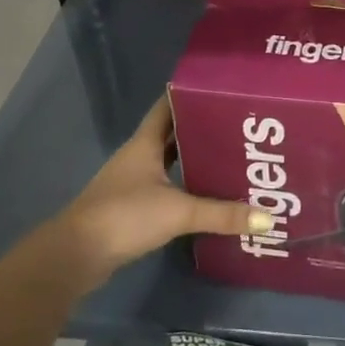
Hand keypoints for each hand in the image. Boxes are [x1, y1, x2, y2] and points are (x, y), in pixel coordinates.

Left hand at [50, 96, 268, 288]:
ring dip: (194, 158)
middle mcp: (139, 155)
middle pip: (173, 133)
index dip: (192, 95)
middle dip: (202, 128)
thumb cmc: (124, 216)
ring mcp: (133, 181)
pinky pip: (165, 186)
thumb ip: (222, 214)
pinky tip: (206, 192)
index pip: (169, 106)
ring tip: (230, 157)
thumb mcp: (178, 211)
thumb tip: (268, 218)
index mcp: (145, 142)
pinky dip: (185, 185)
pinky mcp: (132, 206)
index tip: (222, 89)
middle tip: (239, 125)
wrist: (76, 256)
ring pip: (169, 160)